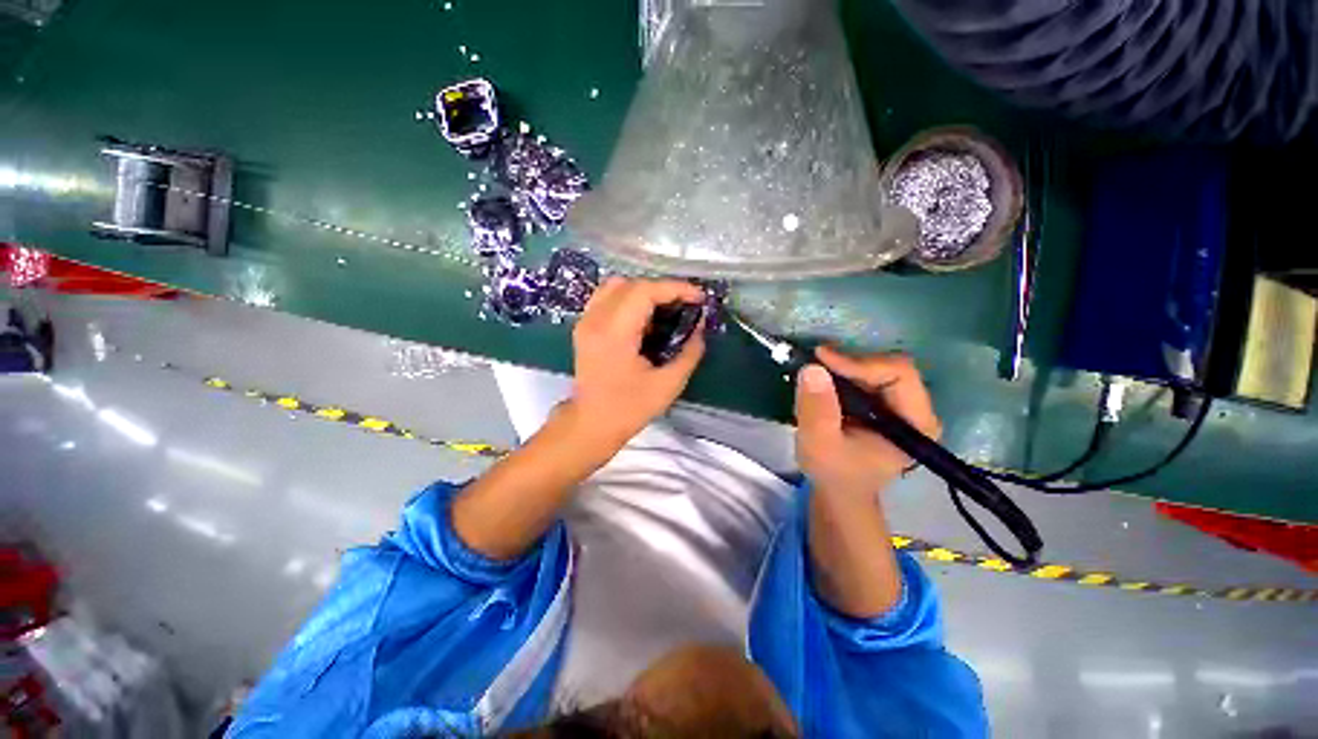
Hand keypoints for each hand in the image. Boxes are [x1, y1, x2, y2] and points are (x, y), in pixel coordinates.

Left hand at [568, 277, 705, 447]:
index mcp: (614, 333)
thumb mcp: (668, 385)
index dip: (675, 288)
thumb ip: (689, 352)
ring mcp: (585, 321)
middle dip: (663, 289)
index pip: (644, 291)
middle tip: (685, 305)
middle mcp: (595, 319)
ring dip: (644, 291)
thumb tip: (700, 327)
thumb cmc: (628, 409)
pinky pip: (607, 297)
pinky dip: (628, 298)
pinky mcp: (584, 326)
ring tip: (665, 309)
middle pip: (631, 284)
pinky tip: (644, 317)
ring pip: (616, 285)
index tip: (699, 298)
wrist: (590, 424)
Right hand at [795, 346, 940, 497]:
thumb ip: (817, 409)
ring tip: (815, 369)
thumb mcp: (819, 444)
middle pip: (889, 367)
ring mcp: (902, 406)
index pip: (898, 374)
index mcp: (916, 423)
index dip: (860, 362)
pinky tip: (823, 380)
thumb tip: (812, 368)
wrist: (840, 491)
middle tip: (815, 361)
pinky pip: (867, 376)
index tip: (821, 358)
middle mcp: (917, 409)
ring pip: (877, 368)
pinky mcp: (884, 404)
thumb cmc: (834, 473)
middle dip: (850, 362)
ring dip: (844, 366)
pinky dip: (842, 373)